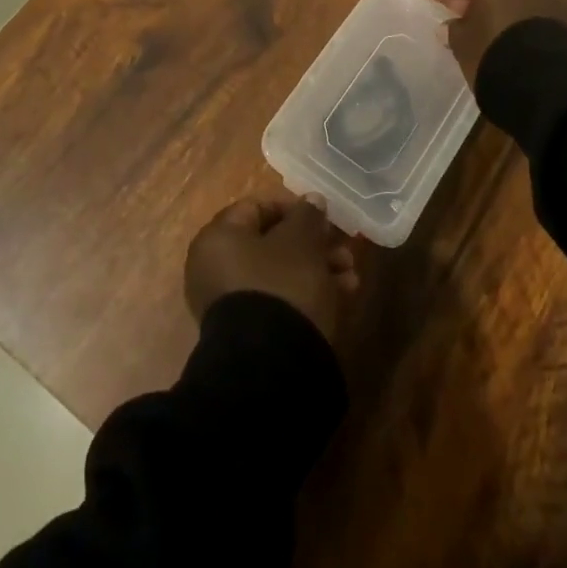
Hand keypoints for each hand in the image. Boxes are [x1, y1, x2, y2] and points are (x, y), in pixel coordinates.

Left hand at [185, 195, 359, 341]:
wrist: (270, 367)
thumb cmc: (282, 285)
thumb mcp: (302, 241)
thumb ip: (307, 215)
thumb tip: (311, 200)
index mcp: (218, 238)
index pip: (257, 207)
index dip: (294, 208)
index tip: (324, 217)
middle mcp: (215, 268)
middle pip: (271, 243)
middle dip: (313, 244)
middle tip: (344, 249)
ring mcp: (229, 304)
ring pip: (279, 273)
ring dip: (317, 269)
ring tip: (351, 277)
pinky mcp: (247, 333)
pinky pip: (279, 300)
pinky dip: (306, 294)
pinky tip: (342, 297)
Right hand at [422, 0, 566, 86]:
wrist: (547, 82)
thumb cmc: (494, 51)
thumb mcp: (463, 43)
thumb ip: (453, 30)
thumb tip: (449, 26)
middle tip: (450, 9)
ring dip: (490, 6)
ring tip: (473, 24)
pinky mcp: (558, 17)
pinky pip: (524, 10)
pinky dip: (508, 17)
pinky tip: (497, 33)